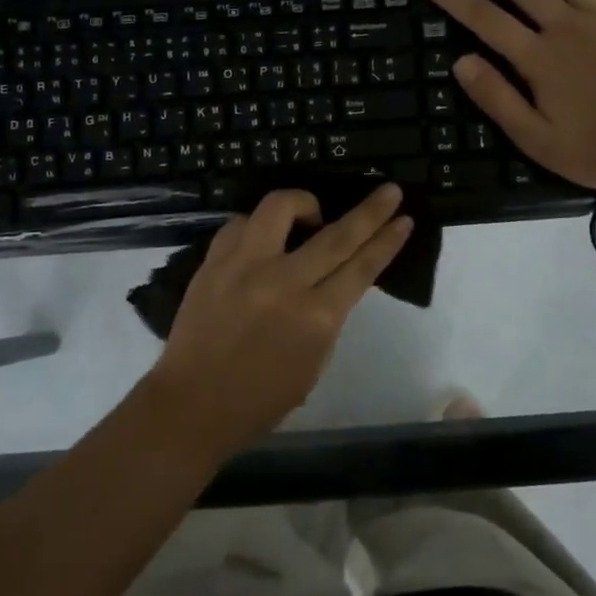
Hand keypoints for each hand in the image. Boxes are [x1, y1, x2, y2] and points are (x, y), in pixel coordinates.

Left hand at [145, 185, 412, 456]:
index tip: (403, 219)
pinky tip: (265, 238)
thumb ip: (328, 316)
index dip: (387, 241)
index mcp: (316, 318)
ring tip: (311, 216)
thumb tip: (335, 280)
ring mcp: (244, 267)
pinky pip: (241, 224)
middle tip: (389, 190)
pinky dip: (260, 225)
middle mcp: (283, 283)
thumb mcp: (314, 362)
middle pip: (336, 234)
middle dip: (370, 210)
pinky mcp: (213, 262)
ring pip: (280, 208)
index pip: (362, 267)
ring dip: (305, 204)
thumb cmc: (261, 399)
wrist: (192, 405)